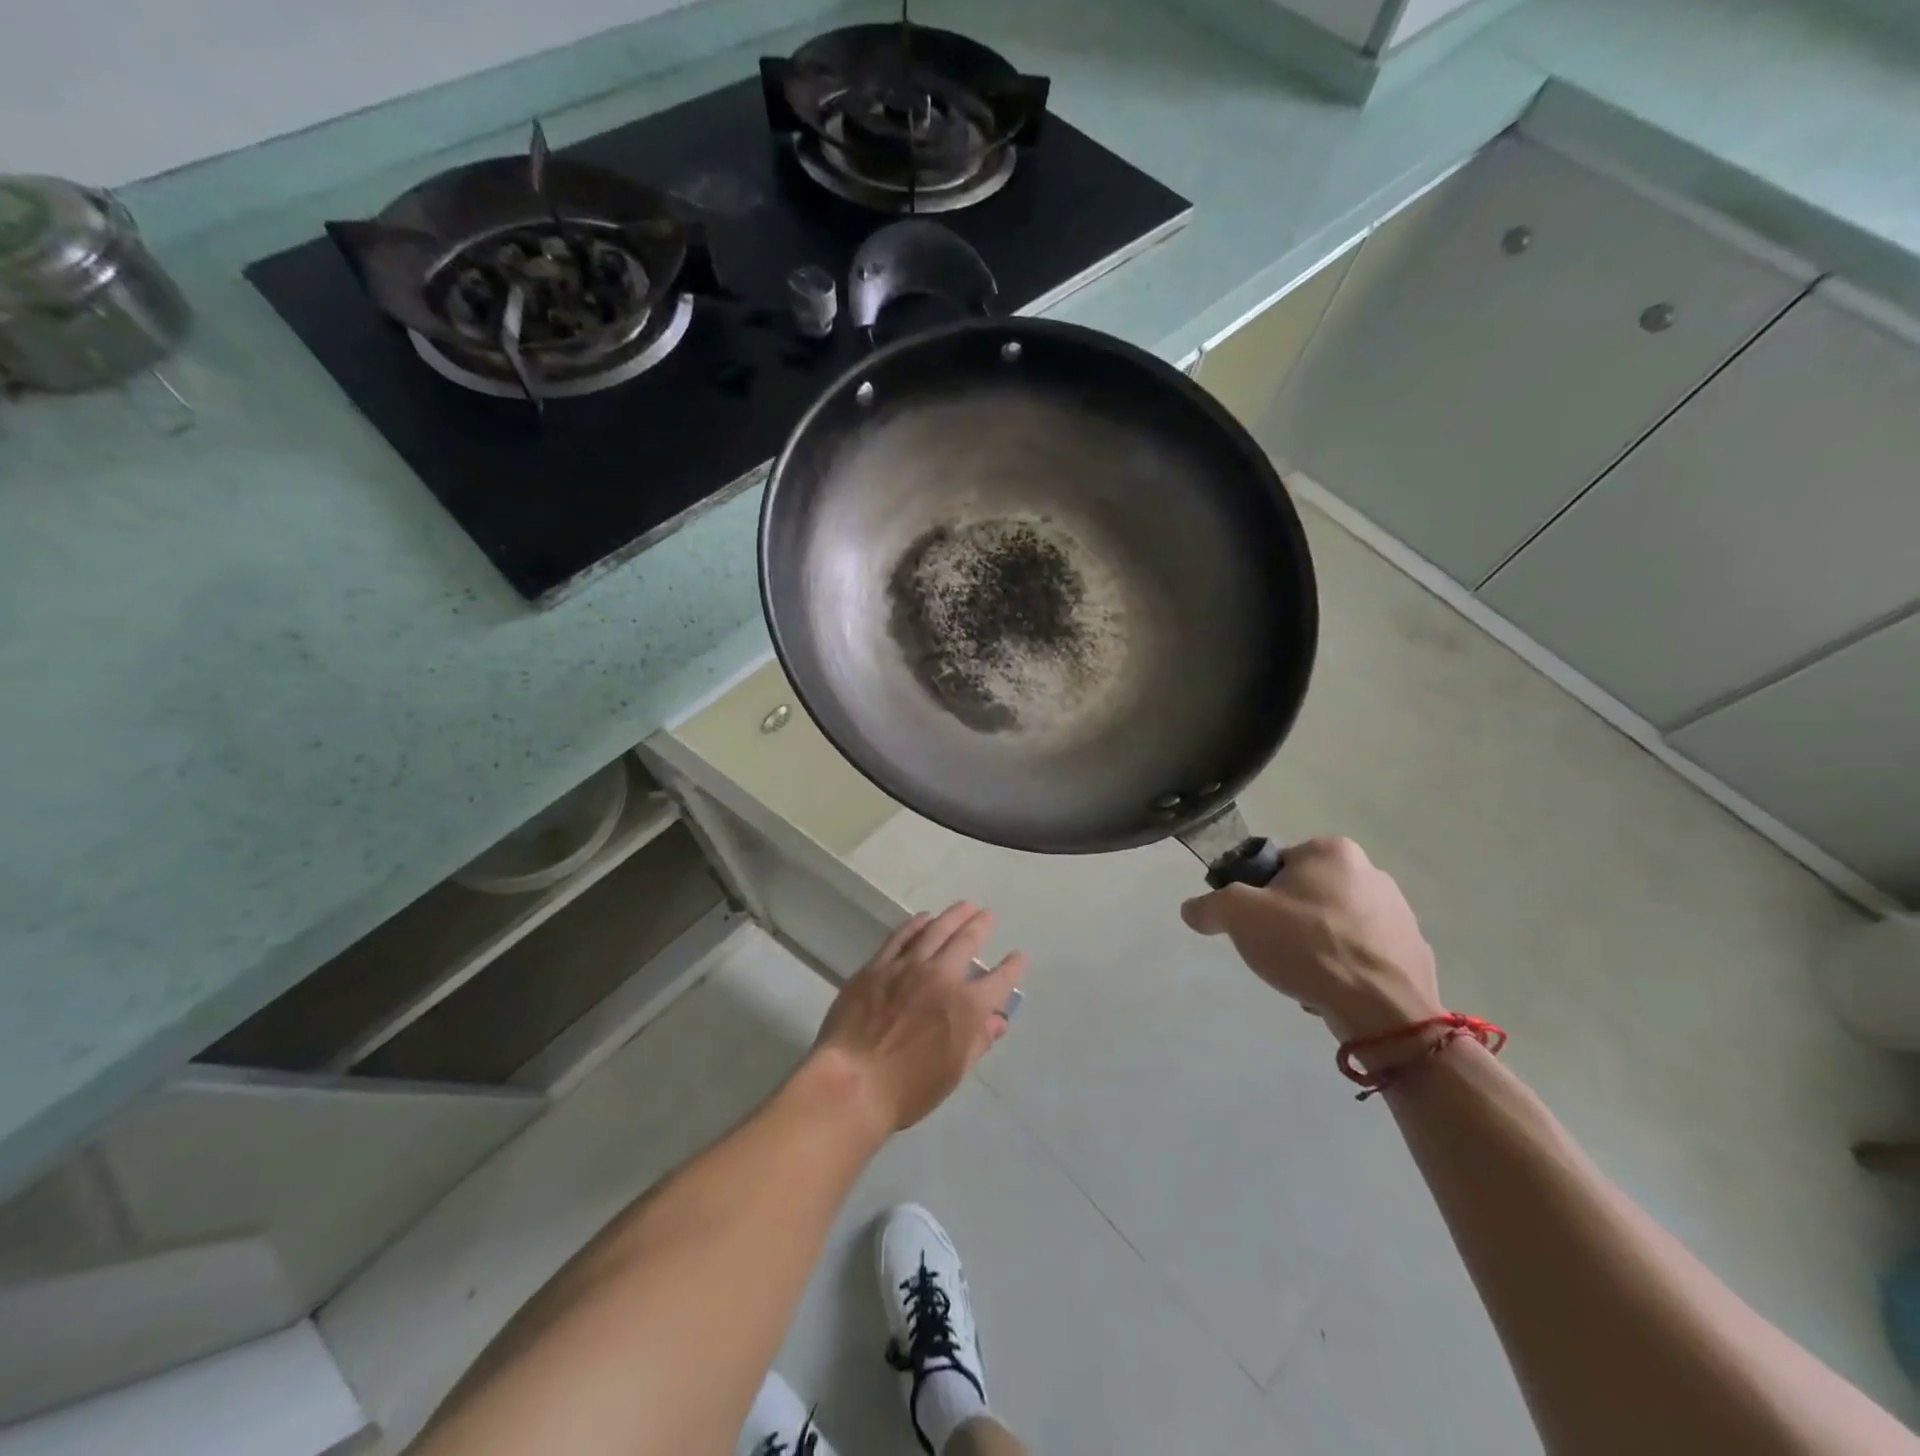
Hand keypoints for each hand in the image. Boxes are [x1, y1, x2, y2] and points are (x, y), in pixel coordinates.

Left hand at [809, 902, 1027, 1132]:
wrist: (853, 1082)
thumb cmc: (909, 1089)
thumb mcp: (953, 1073)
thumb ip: (977, 1041)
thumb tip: (997, 1020)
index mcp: (967, 1007)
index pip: (999, 981)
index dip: (1012, 967)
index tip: (1019, 956)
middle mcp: (941, 978)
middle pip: (966, 942)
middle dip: (980, 926)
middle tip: (986, 914)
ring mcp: (907, 967)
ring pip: (935, 930)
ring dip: (952, 916)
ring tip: (964, 906)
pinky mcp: (877, 966)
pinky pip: (900, 937)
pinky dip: (915, 924)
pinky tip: (922, 918)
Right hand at [1180, 837, 1440, 1043]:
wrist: (1383, 1009)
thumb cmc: (1308, 946)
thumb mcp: (1238, 916)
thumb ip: (1209, 905)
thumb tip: (1193, 910)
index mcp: (1332, 851)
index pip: (1278, 865)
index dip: (1258, 894)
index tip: (1254, 924)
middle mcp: (1372, 872)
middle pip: (1308, 894)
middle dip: (1290, 920)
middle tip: (1275, 950)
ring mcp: (1400, 913)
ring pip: (1336, 925)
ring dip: (1318, 945)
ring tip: (1304, 976)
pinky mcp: (1413, 952)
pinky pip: (1365, 955)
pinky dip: (1346, 968)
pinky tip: (1333, 990)